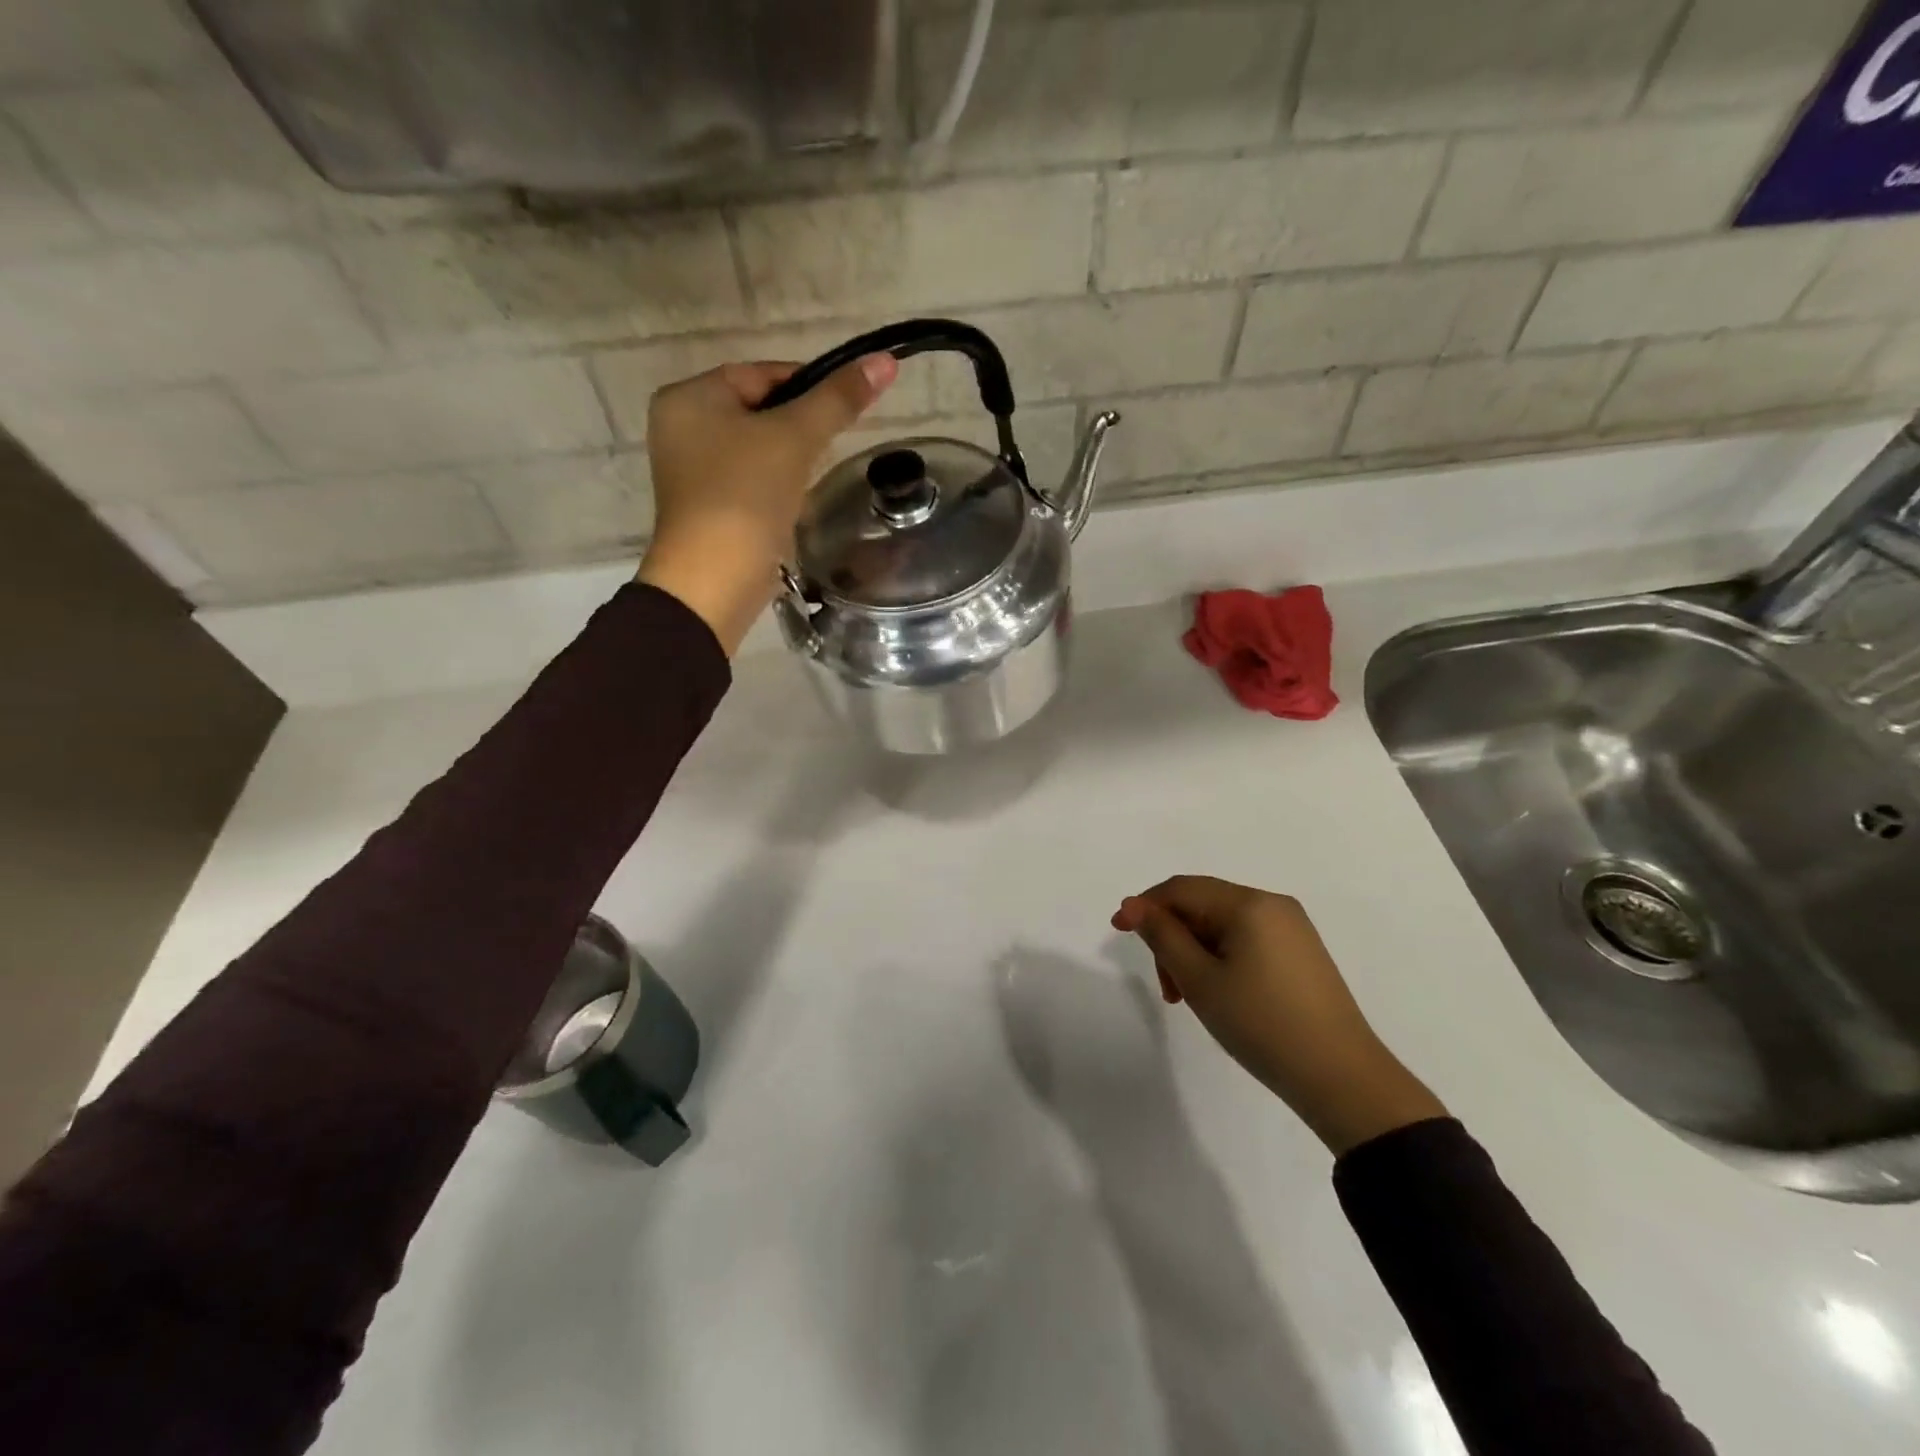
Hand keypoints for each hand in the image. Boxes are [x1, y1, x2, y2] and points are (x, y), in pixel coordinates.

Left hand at [637, 354, 896, 653]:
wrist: (714, 581)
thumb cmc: (746, 495)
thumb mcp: (795, 438)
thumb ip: (837, 399)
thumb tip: (883, 360)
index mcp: (689, 397)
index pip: (761, 374)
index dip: (809, 385)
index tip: (845, 407)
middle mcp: (681, 427)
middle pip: (759, 411)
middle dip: (799, 428)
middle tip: (830, 448)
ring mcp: (691, 472)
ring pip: (756, 449)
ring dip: (790, 460)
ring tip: (811, 479)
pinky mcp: (707, 509)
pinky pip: (749, 482)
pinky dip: (774, 487)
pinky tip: (791, 504)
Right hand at [1113, 876, 1446, 1154]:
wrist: (1342, 1079)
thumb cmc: (1262, 1024)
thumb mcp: (1200, 980)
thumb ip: (1162, 936)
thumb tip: (1134, 905)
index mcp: (1249, 903)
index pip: (1182, 889)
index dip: (1145, 905)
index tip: (1117, 931)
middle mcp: (1273, 904)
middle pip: (1202, 905)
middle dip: (1172, 937)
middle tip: (1166, 988)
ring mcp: (1292, 929)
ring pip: (1222, 925)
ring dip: (1194, 952)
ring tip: (1188, 998)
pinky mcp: (1301, 953)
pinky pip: (1246, 940)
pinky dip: (1220, 959)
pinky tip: (1218, 993)